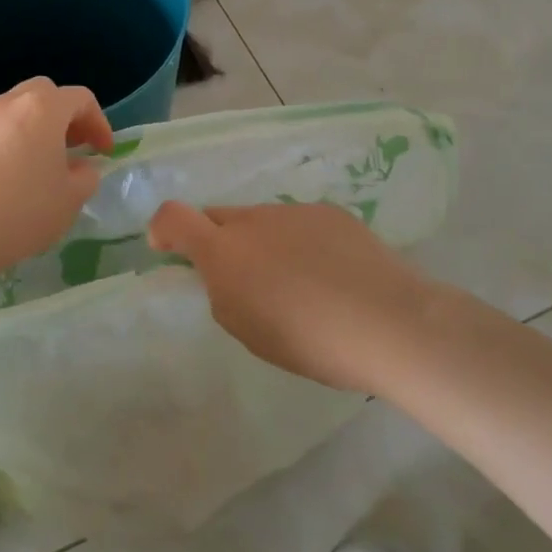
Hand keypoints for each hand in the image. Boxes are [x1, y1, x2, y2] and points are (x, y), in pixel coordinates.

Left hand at [0, 78, 113, 274]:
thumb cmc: (25, 209)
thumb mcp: (72, 196)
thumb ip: (86, 175)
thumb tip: (80, 168)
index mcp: (43, 108)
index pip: (81, 99)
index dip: (99, 123)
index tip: (104, 152)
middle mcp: (11, 103)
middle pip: (47, 94)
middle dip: (68, 116)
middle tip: (78, 145)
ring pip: (21, 109)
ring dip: (41, 126)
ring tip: (50, 160)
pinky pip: (2, 128)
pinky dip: (18, 138)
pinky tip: (21, 172)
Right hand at [146, 201, 436, 395]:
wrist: (388, 321)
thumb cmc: (309, 340)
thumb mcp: (247, 329)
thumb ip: (223, 292)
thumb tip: (223, 273)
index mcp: (224, 251)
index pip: (173, 217)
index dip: (163, 230)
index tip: (168, 251)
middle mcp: (254, 220)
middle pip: (220, 218)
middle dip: (218, 241)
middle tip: (242, 280)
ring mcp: (294, 211)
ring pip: (262, 221)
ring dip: (263, 243)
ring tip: (297, 283)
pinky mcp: (330, 212)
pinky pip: (298, 223)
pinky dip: (299, 242)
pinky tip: (329, 273)